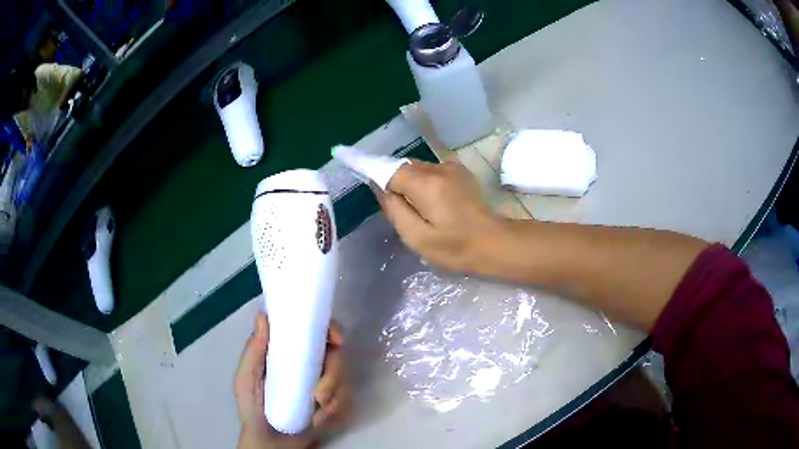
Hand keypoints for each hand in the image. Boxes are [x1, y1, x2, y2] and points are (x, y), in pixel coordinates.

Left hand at [234, 312, 350, 448]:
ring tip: (318, 412)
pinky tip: (320, 419)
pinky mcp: (332, 403)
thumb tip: (262, 315)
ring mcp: (322, 384)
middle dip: (334, 376)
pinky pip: (346, 400)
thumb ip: (254, 351)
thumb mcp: (246, 379)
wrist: (269, 442)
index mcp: (288, 353)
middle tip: (320, 396)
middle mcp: (309, 364)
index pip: (315, 330)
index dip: (331, 329)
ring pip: (344, 379)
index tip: (336, 340)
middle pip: (337, 355)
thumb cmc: (252, 408)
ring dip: (335, 396)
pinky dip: (335, 411)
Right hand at [375, 159, 503, 272]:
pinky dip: (424, 181)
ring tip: (417, 207)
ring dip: (411, 182)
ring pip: (418, 168)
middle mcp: (438, 168)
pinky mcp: (460, 171)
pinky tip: (432, 201)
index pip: (389, 169)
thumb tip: (379, 187)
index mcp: (426, 184)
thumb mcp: (416, 237)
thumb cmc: (454, 247)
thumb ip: (394, 209)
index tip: (356, 168)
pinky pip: (432, 171)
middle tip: (397, 208)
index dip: (372, 171)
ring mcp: (452, 167)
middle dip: (394, 182)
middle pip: (404, 167)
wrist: (494, 243)